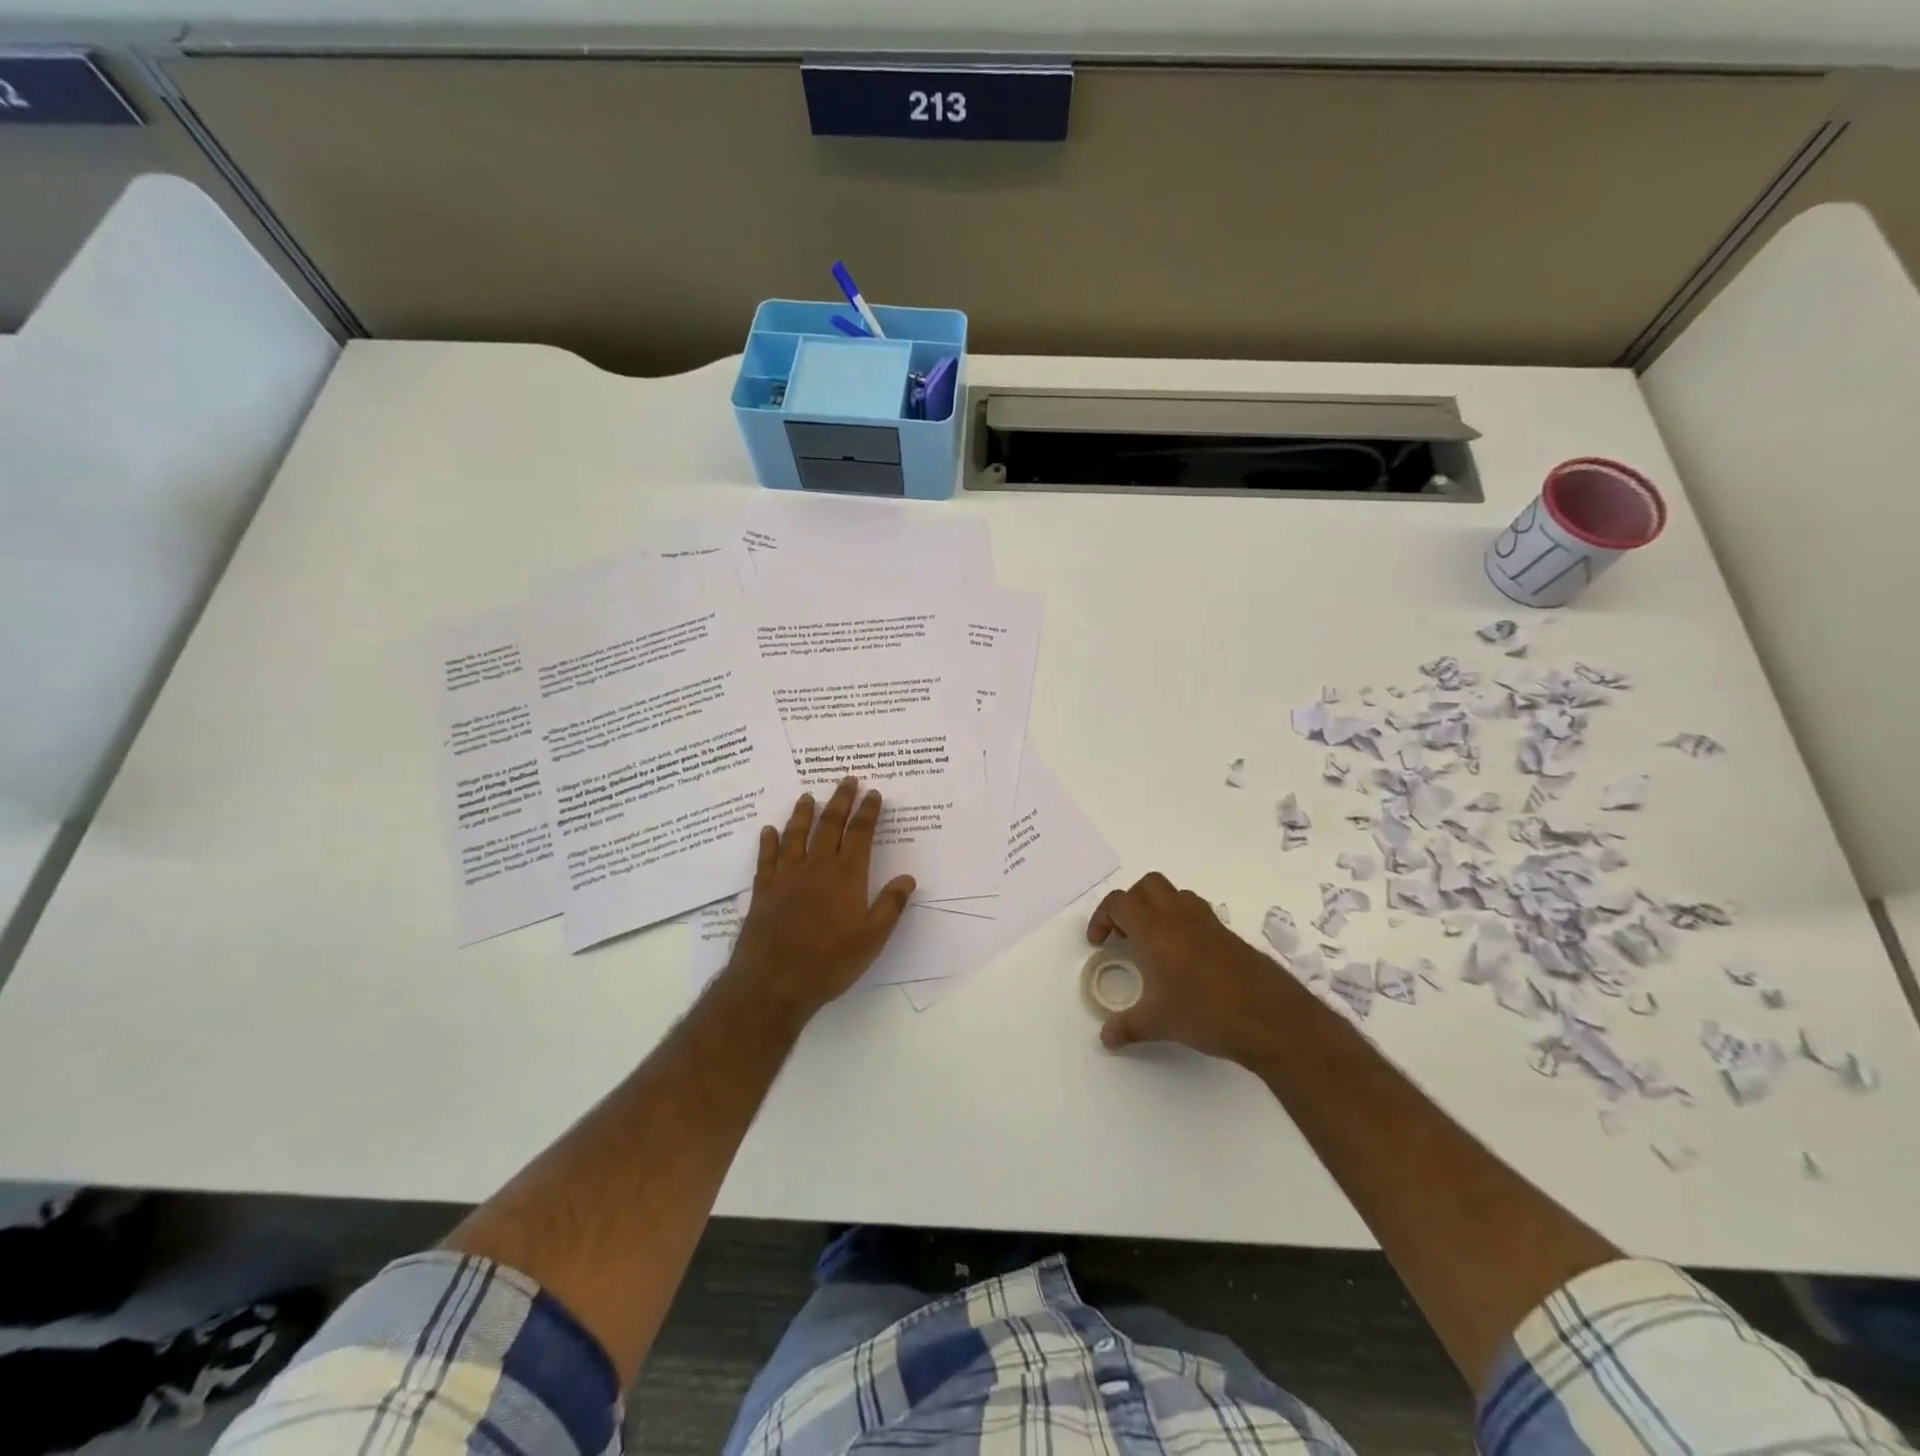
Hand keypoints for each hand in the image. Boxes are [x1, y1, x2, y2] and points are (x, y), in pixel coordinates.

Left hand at [723, 778, 916, 1020]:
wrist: (774, 982)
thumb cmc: (829, 962)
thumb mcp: (872, 939)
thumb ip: (890, 906)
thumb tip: (908, 878)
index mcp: (846, 876)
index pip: (860, 834)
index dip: (868, 812)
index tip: (874, 793)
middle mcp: (816, 867)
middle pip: (830, 825)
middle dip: (841, 800)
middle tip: (847, 780)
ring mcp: (786, 876)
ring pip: (796, 835)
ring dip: (803, 813)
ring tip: (808, 795)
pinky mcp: (764, 890)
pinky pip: (766, 858)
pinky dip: (768, 842)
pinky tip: (768, 830)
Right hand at [1087, 872, 1292, 1064]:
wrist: (1268, 1016)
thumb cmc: (1204, 1012)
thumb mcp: (1158, 1023)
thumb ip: (1127, 1027)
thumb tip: (1106, 1038)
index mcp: (1153, 928)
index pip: (1118, 903)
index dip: (1102, 917)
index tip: (1100, 942)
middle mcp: (1178, 915)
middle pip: (1147, 886)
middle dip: (1130, 903)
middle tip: (1125, 934)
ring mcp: (1207, 921)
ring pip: (1175, 894)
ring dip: (1158, 907)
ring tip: (1154, 941)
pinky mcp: (1228, 933)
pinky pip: (1197, 911)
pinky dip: (1183, 921)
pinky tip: (1184, 956)